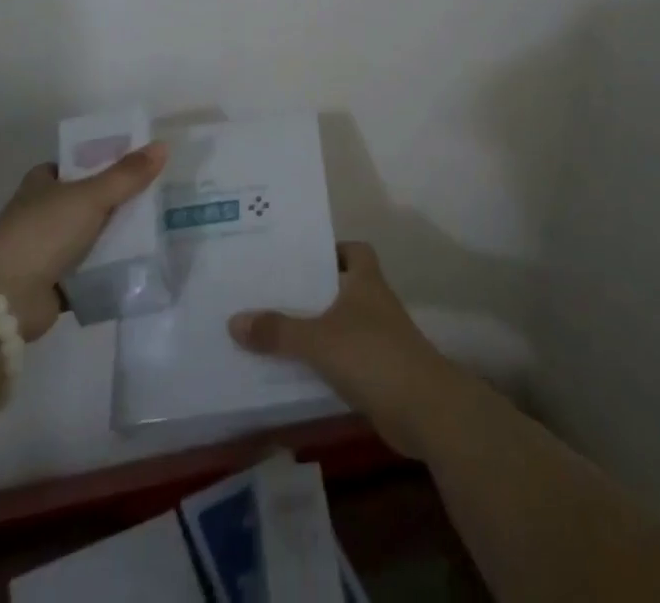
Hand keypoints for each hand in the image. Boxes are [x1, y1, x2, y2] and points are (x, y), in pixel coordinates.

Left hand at [0, 142, 167, 341]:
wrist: (2, 299)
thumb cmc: (43, 233)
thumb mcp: (91, 196)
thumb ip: (127, 175)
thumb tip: (163, 146)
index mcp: (43, 183)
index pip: (78, 163)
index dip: (107, 161)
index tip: (141, 164)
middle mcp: (42, 212)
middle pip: (89, 200)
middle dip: (119, 202)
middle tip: (158, 198)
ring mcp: (46, 249)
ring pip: (91, 236)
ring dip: (116, 237)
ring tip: (158, 231)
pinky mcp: (53, 284)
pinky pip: (90, 272)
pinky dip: (109, 271)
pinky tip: (141, 266)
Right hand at [229, 242, 463, 458]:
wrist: (425, 409)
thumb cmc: (373, 355)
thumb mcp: (318, 340)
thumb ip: (278, 331)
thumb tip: (234, 320)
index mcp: (366, 280)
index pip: (352, 250)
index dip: (330, 250)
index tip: (298, 258)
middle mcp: (374, 303)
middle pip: (341, 288)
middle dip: (312, 293)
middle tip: (271, 293)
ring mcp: (380, 339)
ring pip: (341, 325)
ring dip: (316, 330)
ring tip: (273, 332)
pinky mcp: (380, 373)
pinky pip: (344, 359)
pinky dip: (324, 363)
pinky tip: (296, 372)